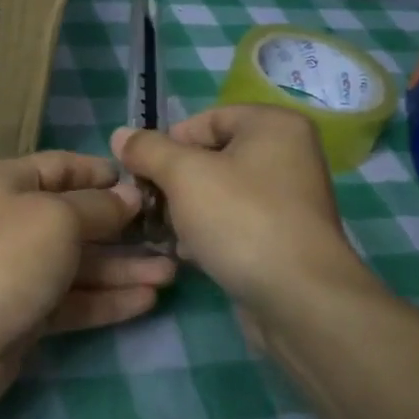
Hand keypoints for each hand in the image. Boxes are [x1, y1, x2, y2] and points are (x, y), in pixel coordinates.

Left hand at [0, 151, 176, 418]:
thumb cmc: (2, 260)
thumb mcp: (56, 218)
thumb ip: (98, 208)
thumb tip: (129, 197)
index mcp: (5, 185)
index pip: (60, 167)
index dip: (101, 173)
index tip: (145, 183)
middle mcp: (10, 223)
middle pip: (75, 218)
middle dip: (122, 228)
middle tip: (171, 235)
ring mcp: (17, 271)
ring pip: (79, 264)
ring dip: (123, 268)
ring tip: (171, 273)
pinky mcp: (25, 315)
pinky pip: (73, 300)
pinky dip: (107, 300)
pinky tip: (148, 302)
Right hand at [112, 106, 377, 322]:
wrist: (298, 297)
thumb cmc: (241, 220)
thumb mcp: (184, 175)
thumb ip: (148, 150)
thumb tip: (120, 135)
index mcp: (273, 126)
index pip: (204, 121)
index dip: (168, 145)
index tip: (143, 175)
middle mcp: (287, 155)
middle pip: (210, 158)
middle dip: (174, 184)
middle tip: (151, 208)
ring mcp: (288, 199)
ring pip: (218, 194)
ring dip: (186, 213)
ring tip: (168, 235)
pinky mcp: (282, 237)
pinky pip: (234, 223)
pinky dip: (209, 234)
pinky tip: (191, 255)